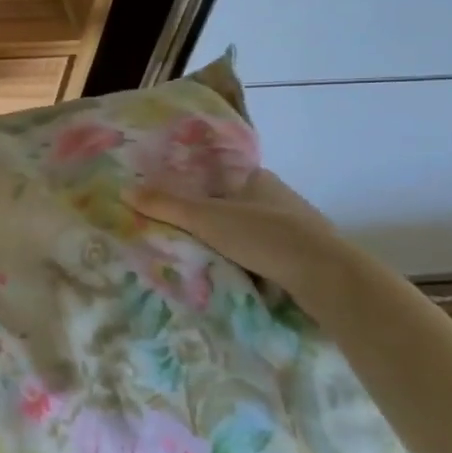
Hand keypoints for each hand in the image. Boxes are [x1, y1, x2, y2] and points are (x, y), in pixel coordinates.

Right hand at [129, 167, 349, 298]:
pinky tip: (233, 272)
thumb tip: (123, 190)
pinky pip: (266, 253)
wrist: (327, 277)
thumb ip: (165, 205)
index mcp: (257, 178)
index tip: (172, 200)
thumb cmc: (264, 236)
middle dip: (211, 216)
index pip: (218, 175)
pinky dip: (249, 260)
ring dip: (230, 241)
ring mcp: (295, 227)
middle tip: (180, 230)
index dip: (195, 185)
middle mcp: (278, 197)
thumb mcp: (205, 219)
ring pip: (250, 230)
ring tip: (200, 255)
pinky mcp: (305, 256)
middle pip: (233, 203)